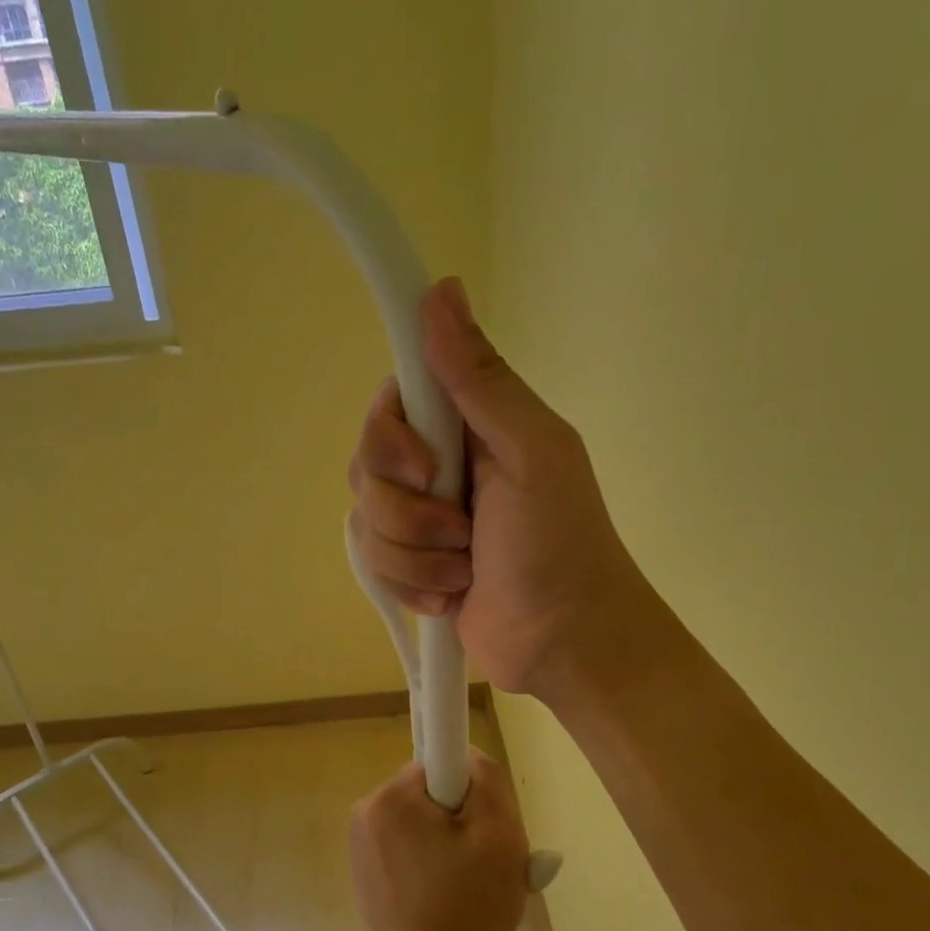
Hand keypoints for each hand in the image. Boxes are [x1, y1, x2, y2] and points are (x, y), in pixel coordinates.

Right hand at [346, 277, 654, 700]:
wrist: (565, 641)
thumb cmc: (560, 544)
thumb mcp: (533, 452)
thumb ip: (482, 380)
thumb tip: (441, 289)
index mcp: (469, 428)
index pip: (392, 403)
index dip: (391, 435)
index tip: (426, 465)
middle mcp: (438, 468)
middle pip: (365, 466)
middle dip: (409, 511)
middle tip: (462, 530)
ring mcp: (421, 522)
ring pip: (366, 523)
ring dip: (418, 557)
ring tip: (466, 572)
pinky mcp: (412, 569)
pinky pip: (374, 566)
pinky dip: (413, 587)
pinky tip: (451, 598)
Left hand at [349, 751, 528, 930]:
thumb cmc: (473, 903)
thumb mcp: (500, 832)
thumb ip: (486, 777)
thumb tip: (466, 756)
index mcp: (391, 796)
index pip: (443, 764)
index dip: (471, 792)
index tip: (481, 830)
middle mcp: (366, 810)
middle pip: (431, 793)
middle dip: (461, 819)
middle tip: (482, 861)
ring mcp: (360, 843)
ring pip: (422, 820)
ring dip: (448, 841)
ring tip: (466, 883)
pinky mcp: (364, 870)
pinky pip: (407, 846)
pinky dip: (429, 861)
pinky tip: (445, 895)